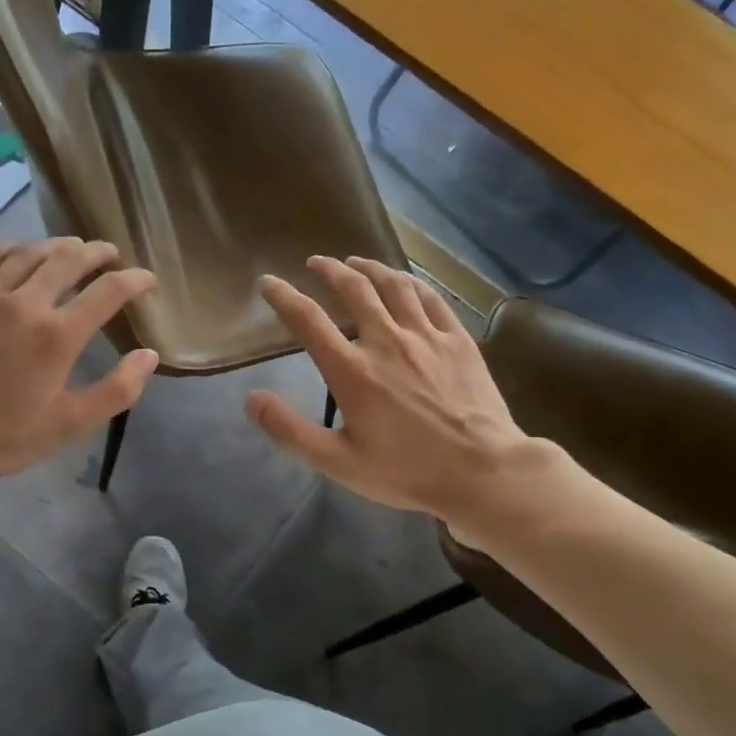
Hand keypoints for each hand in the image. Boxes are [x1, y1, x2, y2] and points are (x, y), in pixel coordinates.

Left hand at [0, 237, 157, 481]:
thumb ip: (116, 390)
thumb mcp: (70, 424)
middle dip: (97, 251)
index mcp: (58, 335)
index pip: (108, 291)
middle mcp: (26, 303)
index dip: (134, 280)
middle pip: (69, 259)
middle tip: (109, 254)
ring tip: (71, 247)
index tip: (147, 279)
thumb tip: (149, 356)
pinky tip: (21, 250)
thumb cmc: (4, 434)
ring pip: (29, 253)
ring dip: (57, 245)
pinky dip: (13, 249)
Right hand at [245, 257, 534, 526]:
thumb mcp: (338, 462)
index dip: (284, 297)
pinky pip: (431, 298)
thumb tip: (252, 399)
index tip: (269, 283)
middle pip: (353, 290)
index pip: (308, 321)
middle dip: (329, 271)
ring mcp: (427, 336)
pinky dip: (411, 282)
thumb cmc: (407, 471)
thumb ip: (290, 430)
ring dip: (369, 269)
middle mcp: (386, 342)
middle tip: (316, 263)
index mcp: (353, 371)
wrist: (483, 472)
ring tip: (355, 262)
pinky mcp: (458, 340)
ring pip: (394, 286)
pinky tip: (404, 281)